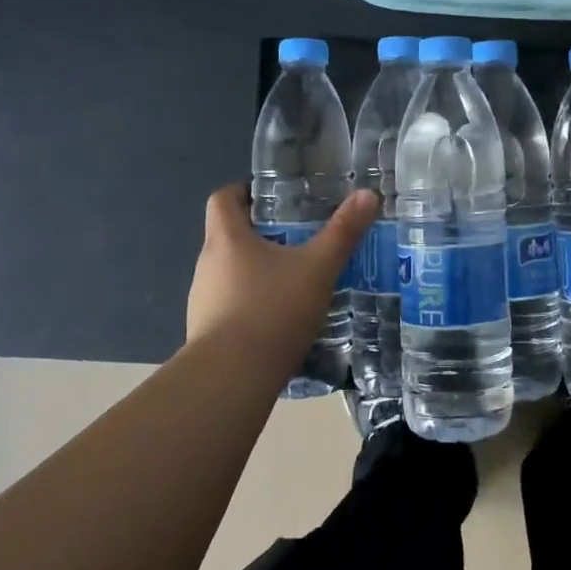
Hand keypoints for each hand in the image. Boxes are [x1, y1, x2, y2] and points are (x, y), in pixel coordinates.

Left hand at [186, 183, 378, 355]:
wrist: (232, 378)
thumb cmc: (272, 310)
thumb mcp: (317, 268)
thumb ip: (343, 232)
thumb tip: (368, 194)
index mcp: (226, 239)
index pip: (223, 199)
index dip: (244, 191)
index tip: (273, 197)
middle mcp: (207, 265)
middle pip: (229, 236)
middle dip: (261, 234)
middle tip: (299, 238)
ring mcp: (202, 301)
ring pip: (230, 273)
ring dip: (257, 272)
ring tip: (295, 280)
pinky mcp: (206, 333)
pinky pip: (230, 306)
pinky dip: (252, 304)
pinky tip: (281, 320)